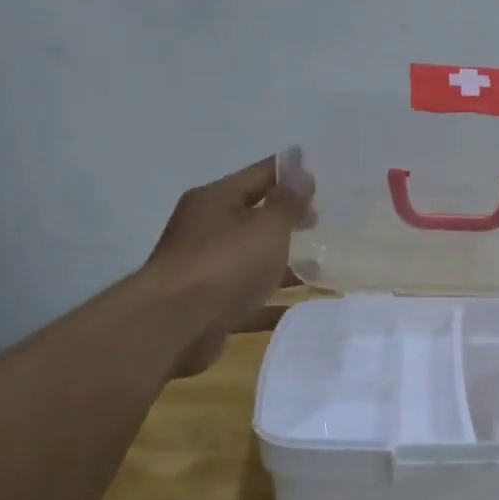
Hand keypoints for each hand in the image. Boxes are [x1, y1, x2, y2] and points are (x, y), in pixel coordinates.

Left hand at [144, 153, 315, 376]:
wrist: (175, 326)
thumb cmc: (224, 264)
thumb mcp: (266, 227)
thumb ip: (288, 203)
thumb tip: (301, 174)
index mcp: (215, 200)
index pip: (259, 175)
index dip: (290, 173)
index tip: (321, 174)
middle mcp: (205, 229)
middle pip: (252, 217)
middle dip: (287, 218)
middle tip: (323, 221)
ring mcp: (205, 269)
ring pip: (251, 258)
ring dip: (282, 261)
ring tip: (320, 266)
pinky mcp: (209, 305)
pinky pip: (248, 296)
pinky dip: (272, 300)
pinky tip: (298, 307)